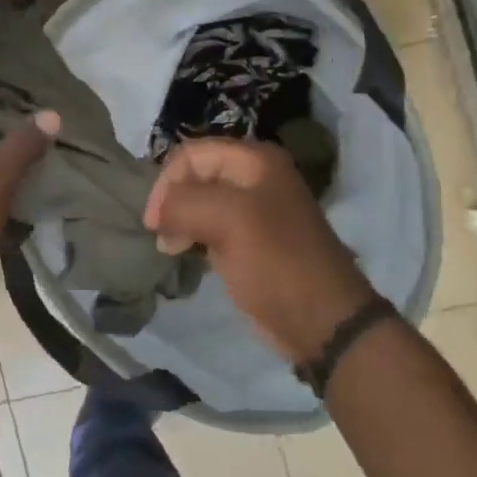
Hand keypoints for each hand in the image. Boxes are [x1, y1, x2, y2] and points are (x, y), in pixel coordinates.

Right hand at [143, 139, 374, 362]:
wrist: (322, 322)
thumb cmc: (276, 261)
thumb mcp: (227, 220)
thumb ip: (182, 204)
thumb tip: (158, 212)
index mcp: (255, 160)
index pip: (192, 154)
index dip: (167, 182)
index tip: (154, 221)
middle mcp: (255, 177)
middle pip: (195, 176)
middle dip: (173, 202)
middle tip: (162, 236)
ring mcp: (255, 210)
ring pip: (200, 202)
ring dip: (180, 221)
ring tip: (172, 248)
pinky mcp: (251, 240)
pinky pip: (211, 226)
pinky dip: (193, 236)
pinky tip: (187, 253)